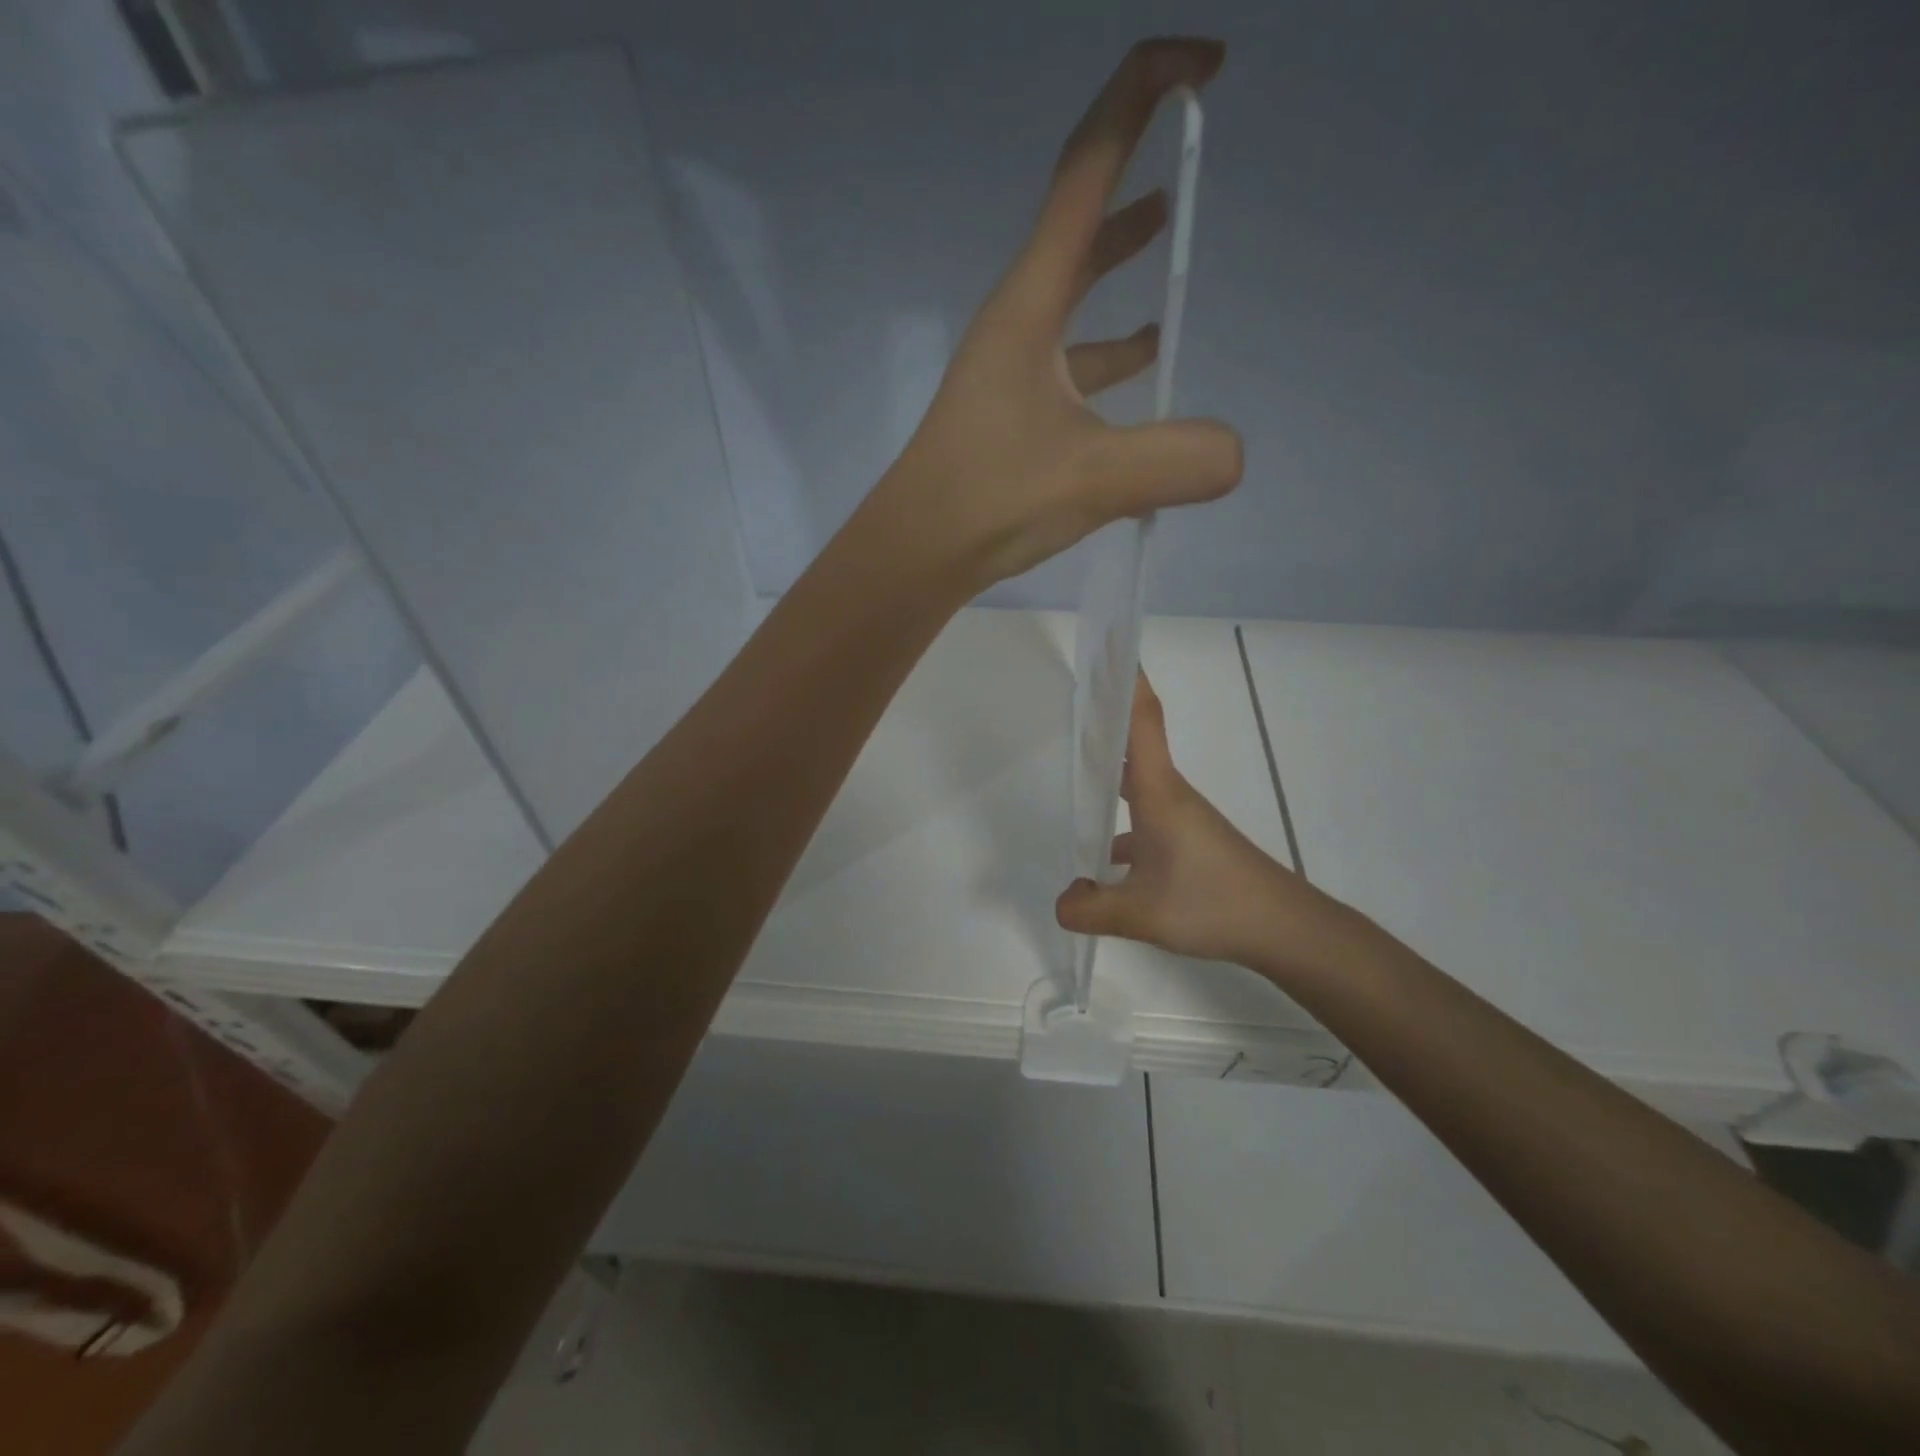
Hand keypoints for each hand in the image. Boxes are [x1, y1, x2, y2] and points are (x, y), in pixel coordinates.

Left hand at [869, 38, 1242, 590]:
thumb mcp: (1091, 479)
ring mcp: (1014, 370)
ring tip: (1168, 238)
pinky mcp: (1015, 413)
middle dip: (1135, 169)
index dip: (1143, 98)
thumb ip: (1174, 460)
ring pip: (1076, 296)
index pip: (1087, 169)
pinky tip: (1145, 368)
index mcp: (1030, 303)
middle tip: (1192, 145)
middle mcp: (1018, 322)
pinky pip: (1074, 364)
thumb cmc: (987, 501)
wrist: (916, 552)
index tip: (1206, 68)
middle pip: (1079, 223)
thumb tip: (1233, 454)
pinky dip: (1112, 356)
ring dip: (1119, 261)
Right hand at [1055, 674, 1361, 975]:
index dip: (1128, 683)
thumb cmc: (1214, 904)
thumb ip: (1090, 909)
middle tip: (1068, 703)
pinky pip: (1146, 818)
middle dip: (1104, 721)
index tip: (1109, 650)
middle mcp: (1171, 795)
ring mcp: (1183, 819)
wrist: (1285, 929)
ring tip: (1071, 775)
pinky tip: (1104, 858)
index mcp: (1159, 793)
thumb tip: (1062, 902)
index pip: (1142, 723)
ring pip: (1138, 785)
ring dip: (1109, 773)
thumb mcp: (1141, 914)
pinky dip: (1122, 824)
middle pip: (1135, 745)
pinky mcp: (1190, 841)